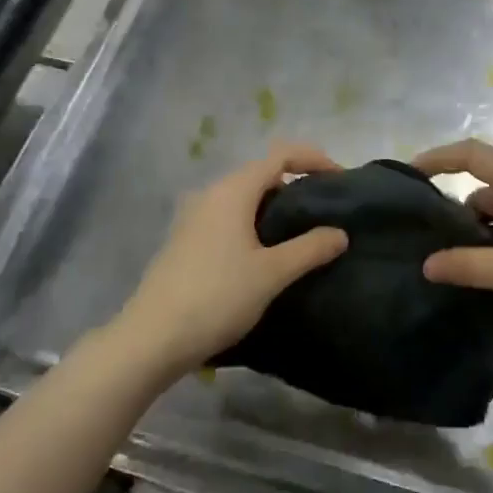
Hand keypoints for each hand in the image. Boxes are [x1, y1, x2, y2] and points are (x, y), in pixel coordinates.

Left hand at [112, 143, 349, 376]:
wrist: (152, 337)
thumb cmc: (217, 297)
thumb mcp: (271, 274)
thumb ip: (309, 249)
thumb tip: (340, 233)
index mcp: (233, 190)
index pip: (280, 155)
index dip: (313, 159)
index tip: (340, 180)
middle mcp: (211, 193)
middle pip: (261, 173)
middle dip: (296, 184)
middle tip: (324, 211)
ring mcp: (194, 216)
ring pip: (243, 197)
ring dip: (274, 207)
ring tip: (300, 234)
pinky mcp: (185, 240)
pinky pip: (228, 216)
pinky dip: (253, 222)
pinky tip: (264, 253)